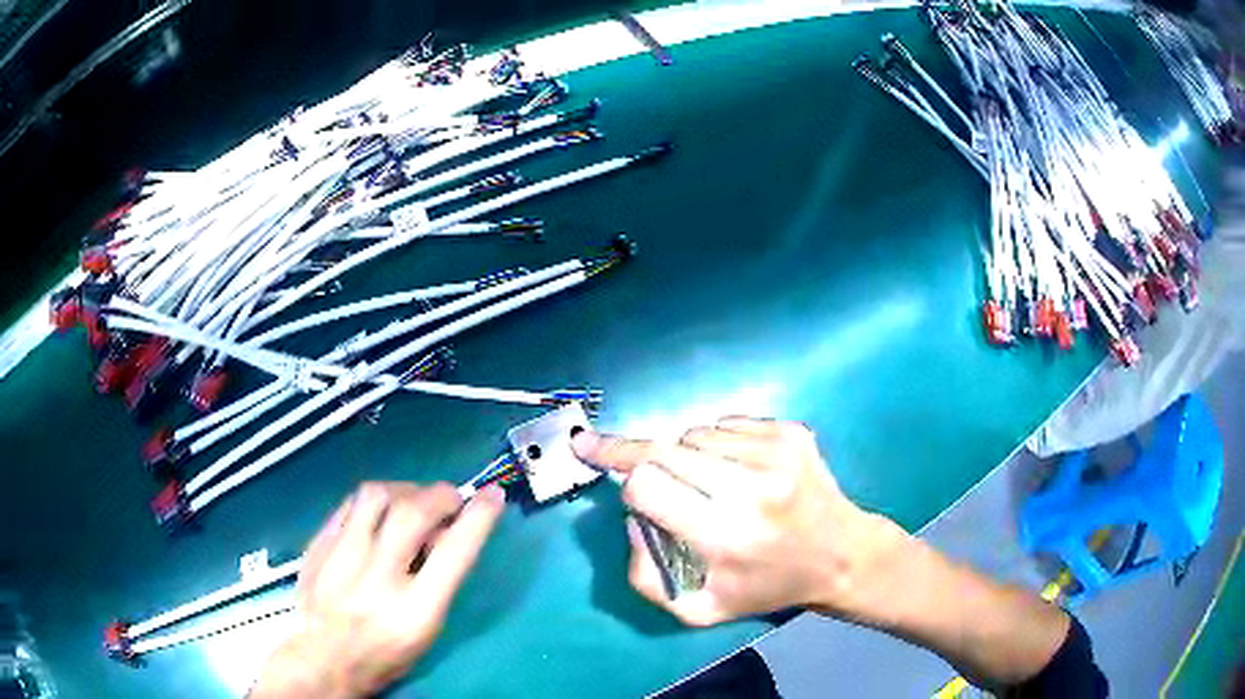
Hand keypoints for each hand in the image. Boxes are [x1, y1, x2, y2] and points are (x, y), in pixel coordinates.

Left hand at [251, 482, 505, 698]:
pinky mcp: (318, 545)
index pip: (454, 553)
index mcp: (414, 611)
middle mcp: (378, 578)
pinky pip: (348, 503)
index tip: (493, 495)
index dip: (478, 518)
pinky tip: (378, 511)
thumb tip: (445, 531)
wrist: (323, 659)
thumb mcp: (425, 631)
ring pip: (375, 495)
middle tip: (449, 499)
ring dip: (404, 489)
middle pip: (413, 513)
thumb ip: (438, 581)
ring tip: (411, 500)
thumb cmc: (384, 653)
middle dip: (440, 495)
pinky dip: (373, 500)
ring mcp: (341, 557)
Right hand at [572, 417, 904, 626]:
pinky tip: (734, 468)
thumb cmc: (768, 587)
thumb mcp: (700, 609)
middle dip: (630, 452)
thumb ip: (646, 577)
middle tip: (601, 446)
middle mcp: (752, 488)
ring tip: (703, 483)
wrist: (841, 554)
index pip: (648, 485)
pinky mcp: (791, 431)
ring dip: (683, 454)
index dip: (620, 477)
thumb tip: (631, 519)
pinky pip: (726, 423)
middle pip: (663, 449)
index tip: (594, 459)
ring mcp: (776, 452)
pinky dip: (715, 443)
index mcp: (728, 536)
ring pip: (693, 434)